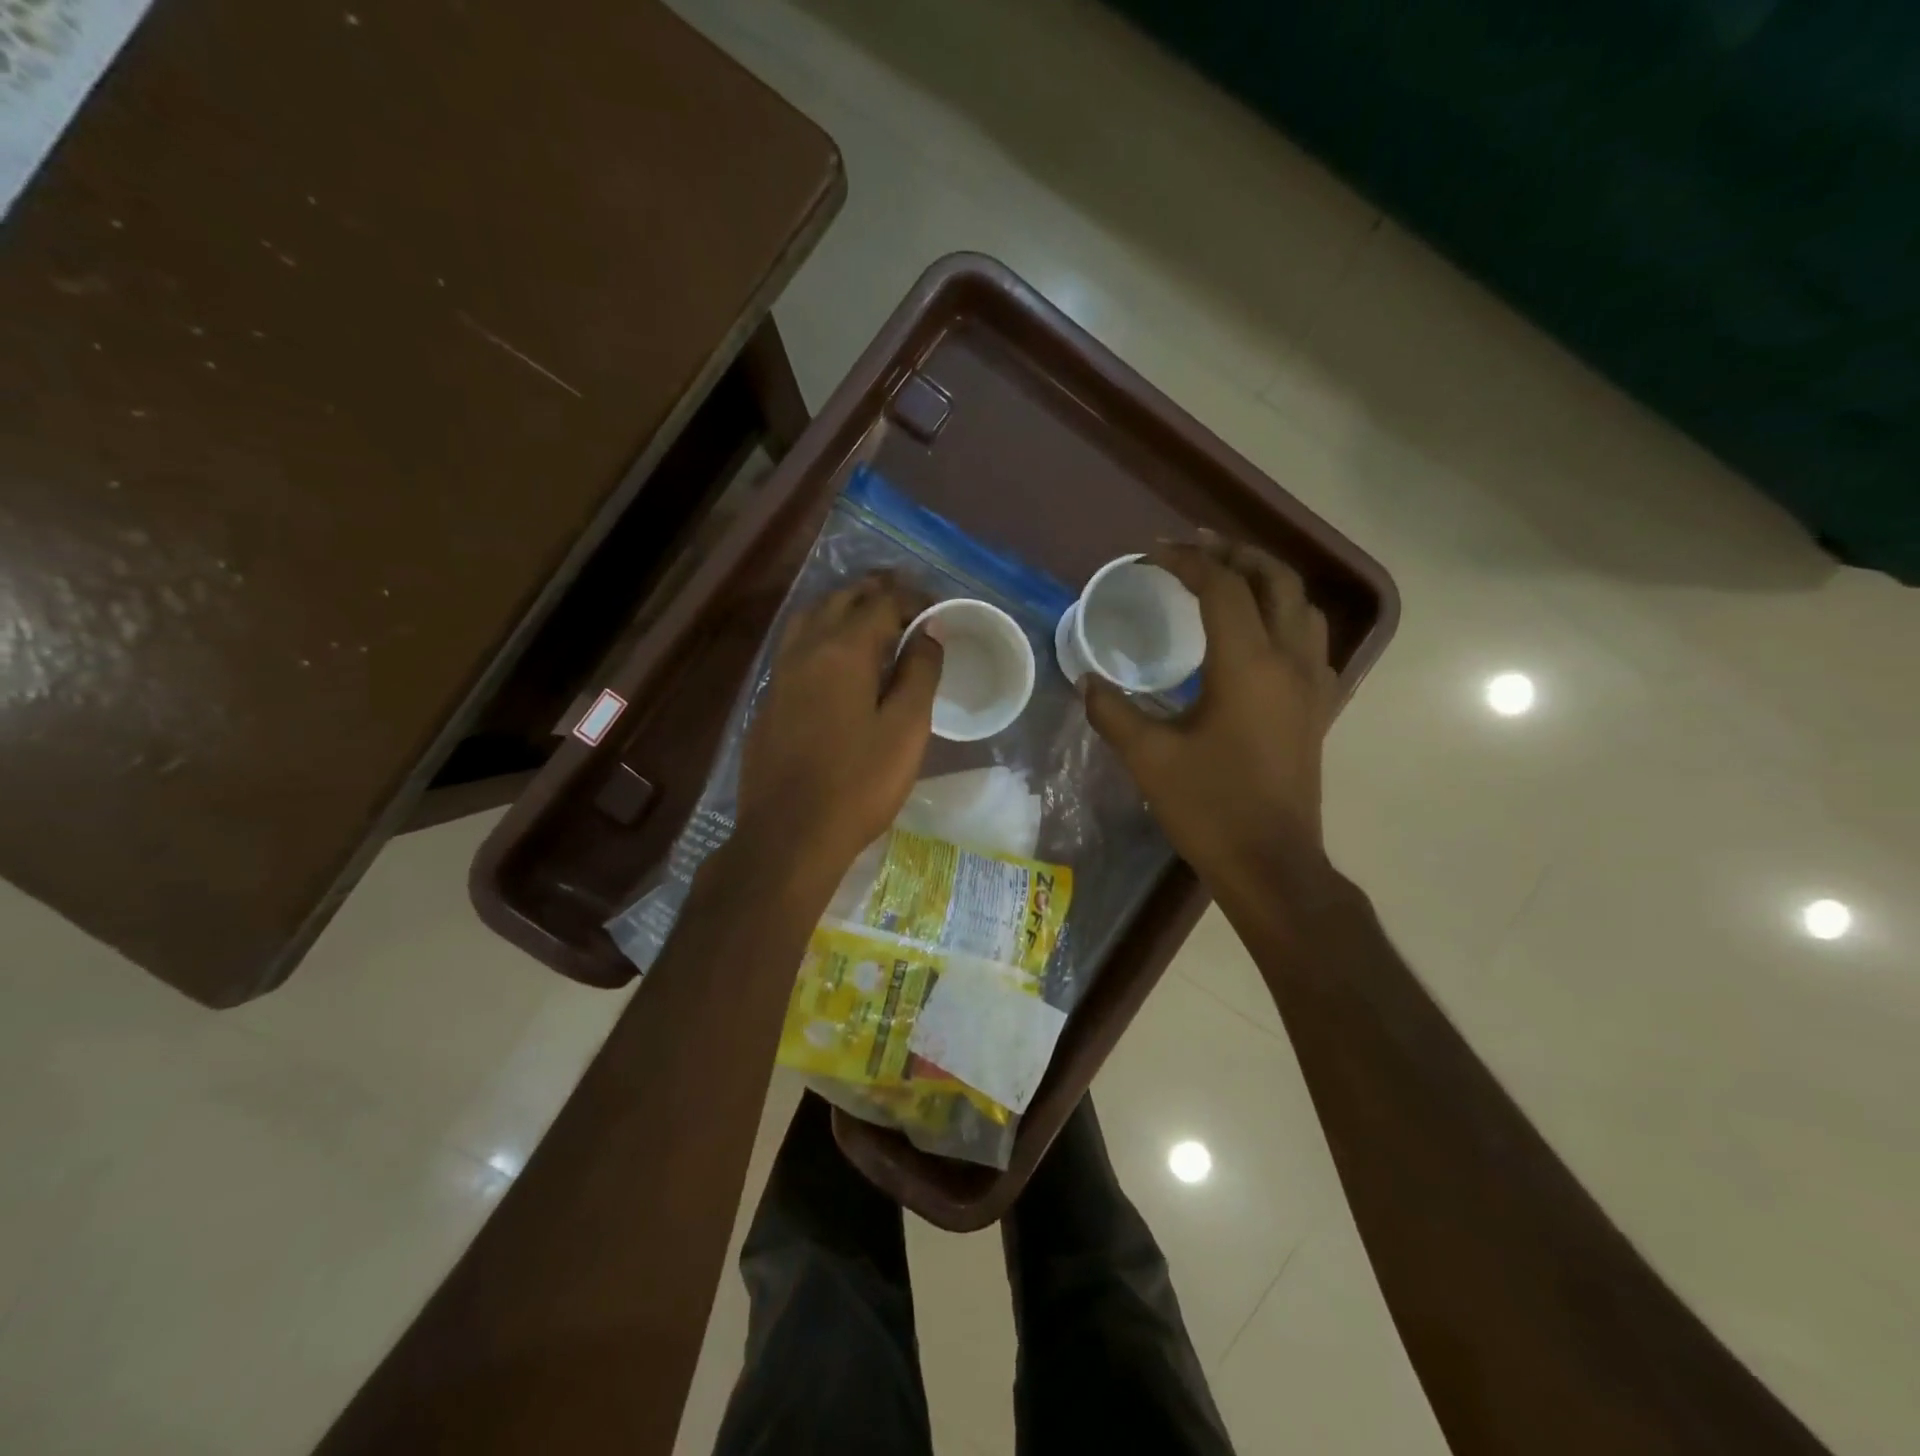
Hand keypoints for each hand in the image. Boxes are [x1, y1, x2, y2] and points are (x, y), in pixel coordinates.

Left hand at [734, 574, 942, 888]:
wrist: (790, 835)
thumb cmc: (859, 784)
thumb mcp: (906, 729)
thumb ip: (920, 672)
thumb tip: (928, 631)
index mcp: (844, 651)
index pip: (881, 603)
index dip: (912, 599)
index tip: (937, 610)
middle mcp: (806, 650)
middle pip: (841, 601)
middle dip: (876, 593)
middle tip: (908, 603)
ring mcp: (780, 674)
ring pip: (810, 618)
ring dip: (843, 608)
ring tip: (870, 619)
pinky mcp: (769, 700)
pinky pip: (795, 646)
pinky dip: (821, 633)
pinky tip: (835, 658)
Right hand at [1084, 536, 1336, 896]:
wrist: (1271, 863)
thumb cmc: (1209, 808)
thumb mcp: (1149, 758)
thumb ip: (1113, 711)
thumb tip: (1087, 680)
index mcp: (1248, 665)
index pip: (1222, 588)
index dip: (1186, 561)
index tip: (1151, 553)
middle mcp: (1290, 661)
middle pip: (1275, 580)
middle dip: (1235, 554)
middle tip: (1195, 547)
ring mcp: (1313, 683)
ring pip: (1302, 605)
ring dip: (1266, 578)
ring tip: (1229, 574)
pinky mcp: (1319, 706)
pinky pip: (1310, 637)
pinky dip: (1284, 613)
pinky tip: (1258, 629)